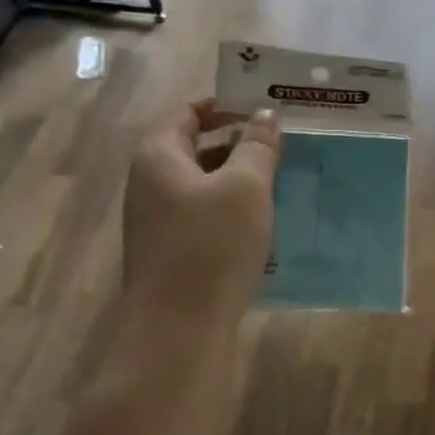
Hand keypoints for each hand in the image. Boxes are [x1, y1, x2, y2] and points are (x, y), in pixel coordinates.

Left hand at [120, 99, 279, 318]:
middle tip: (284, 143)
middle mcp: (150, 182)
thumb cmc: (212, 246)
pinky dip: (231, 208)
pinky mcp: (170, 250)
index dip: (228, 105)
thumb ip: (258, 146)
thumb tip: (265, 115)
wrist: (179, 329)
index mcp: (159, 155)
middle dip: (240, 142)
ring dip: (239, 178)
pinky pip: (203, 214)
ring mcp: (157, 219)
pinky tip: (264, 221)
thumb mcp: (246, 188)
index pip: (189, 112)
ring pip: (203, 183)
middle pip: (196, 146)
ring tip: (282, 179)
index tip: (267, 106)